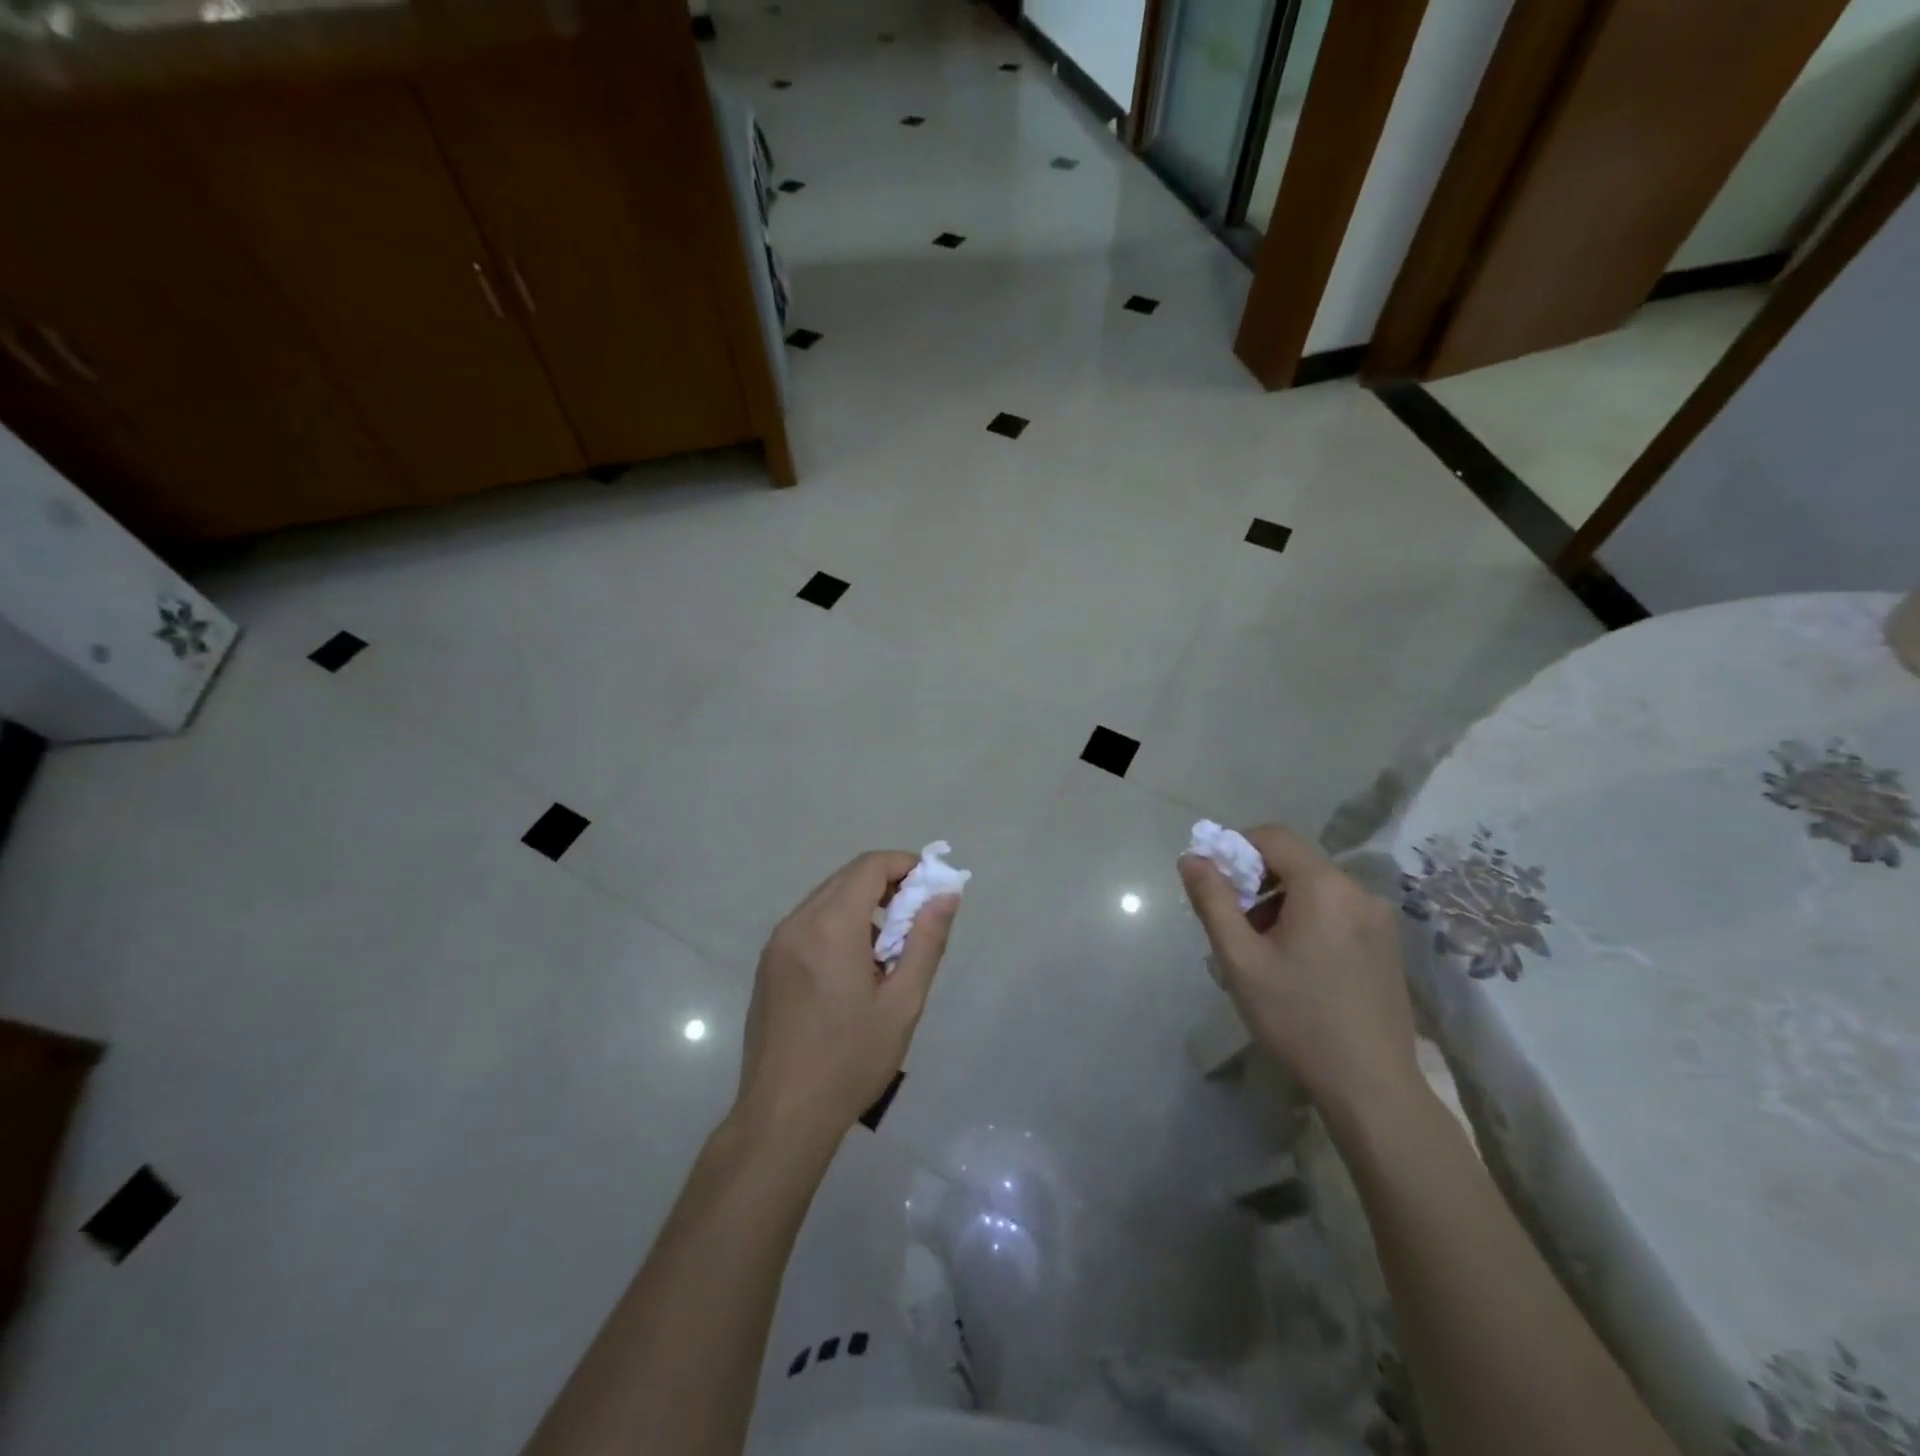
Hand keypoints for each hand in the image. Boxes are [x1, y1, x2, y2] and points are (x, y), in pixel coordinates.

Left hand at [734, 851, 959, 1146]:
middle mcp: (797, 923)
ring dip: (862, 906)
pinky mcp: (768, 964)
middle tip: (916, 918)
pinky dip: (837, 924)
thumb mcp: (902, 1004)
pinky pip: (808, 923)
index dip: (904, 864)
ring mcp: (777, 943)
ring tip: (888, 949)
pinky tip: (854, 967)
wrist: (782, 1115)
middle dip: (886, 884)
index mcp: (831, 927)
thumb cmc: (850, 1061)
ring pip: (826, 899)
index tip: (930, 886)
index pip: (869, 866)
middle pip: (847, 878)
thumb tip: (945, 895)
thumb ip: (926, 941)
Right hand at [1179, 823, 1419, 1126]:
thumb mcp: (1240, 960)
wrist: (1372, 1087)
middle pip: (1295, 862)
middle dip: (1256, 882)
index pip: (1273, 836)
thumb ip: (1213, 900)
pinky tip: (1295, 964)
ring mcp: (1380, 918)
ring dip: (1280, 903)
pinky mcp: (1387, 944)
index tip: (1215, 883)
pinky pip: (1337, 911)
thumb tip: (1192, 858)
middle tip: (1233, 925)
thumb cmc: (1297, 1018)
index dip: (1236, 847)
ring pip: (1315, 888)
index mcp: (1324, 887)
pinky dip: (1307, 919)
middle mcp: (1358, 891)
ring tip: (1260, 951)